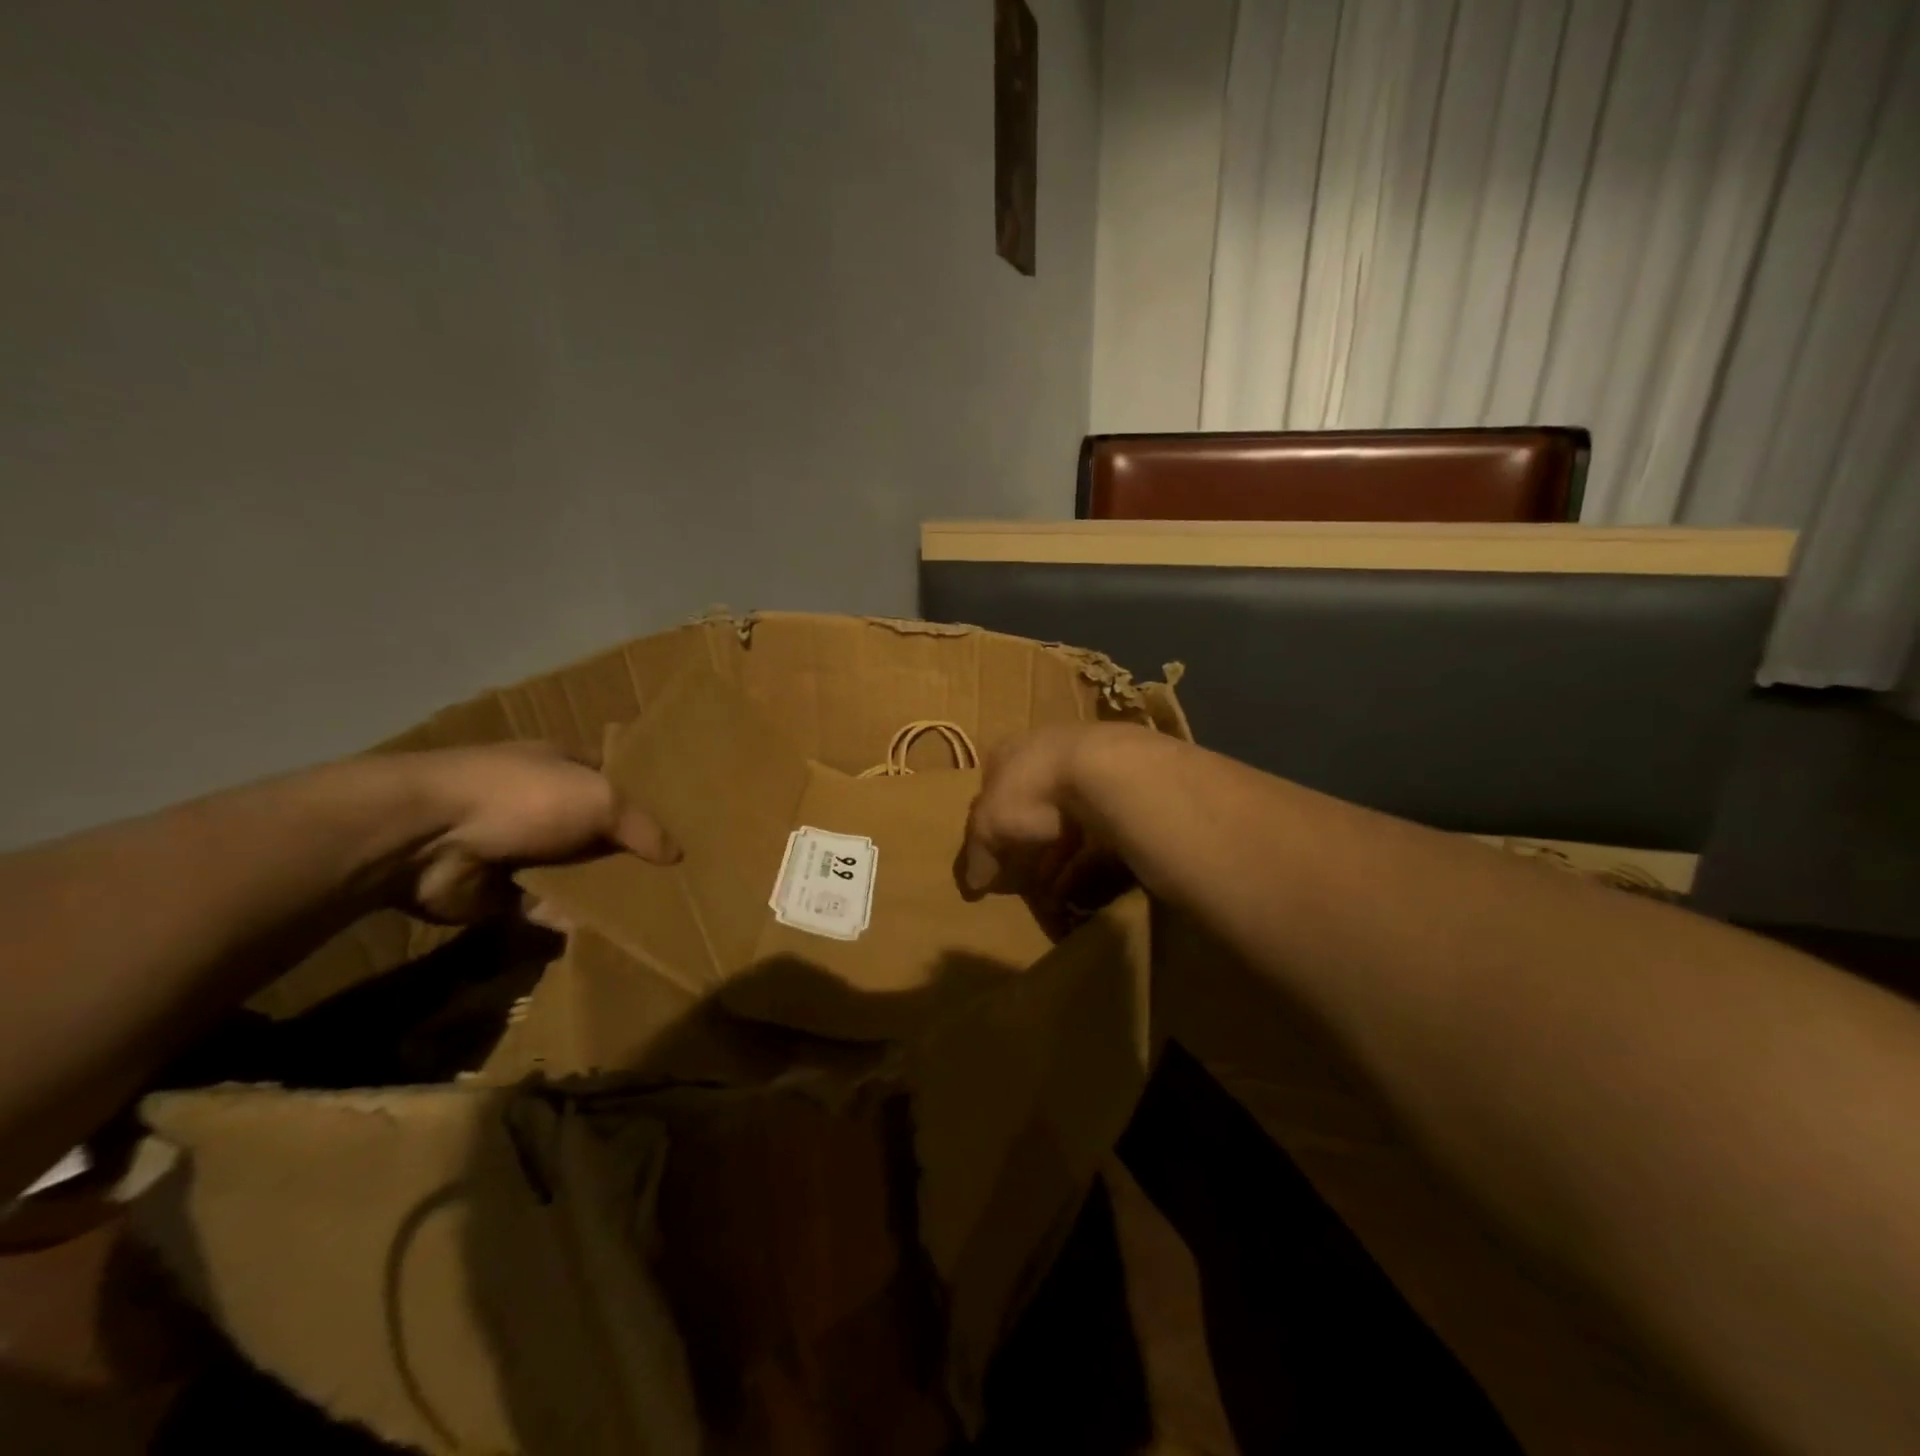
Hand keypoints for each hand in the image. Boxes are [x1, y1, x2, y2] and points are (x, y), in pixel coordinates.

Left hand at [399, 743, 678, 921]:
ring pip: (577, 871)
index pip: (615, 778)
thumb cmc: (524, 798)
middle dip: (630, 852)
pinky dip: (568, 917)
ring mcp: (522, 846)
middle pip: (600, 830)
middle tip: (676, 878)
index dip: (646, 797)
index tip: (682, 823)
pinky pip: (548, 905)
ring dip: (603, 890)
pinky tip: (604, 930)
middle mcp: (545, 803)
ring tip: (651, 910)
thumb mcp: (600, 799)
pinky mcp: (501, 890)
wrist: (427, 837)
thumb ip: (642, 827)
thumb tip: (676, 854)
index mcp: (565, 766)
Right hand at [962, 724, 1153, 930]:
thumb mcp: (989, 824)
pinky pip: (1096, 835)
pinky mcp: (1119, 793)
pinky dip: (1085, 862)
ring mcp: (1087, 770)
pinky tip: (1080, 890)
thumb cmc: (1031, 790)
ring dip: (1057, 857)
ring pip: (1066, 820)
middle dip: (1027, 843)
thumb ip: (978, 852)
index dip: (990, 824)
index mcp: (1009, 752)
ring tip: (1050, 895)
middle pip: (1031, 804)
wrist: (1104, 772)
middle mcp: (1046, 754)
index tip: (990, 856)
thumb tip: (972, 882)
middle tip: (1022, 878)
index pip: (992, 787)